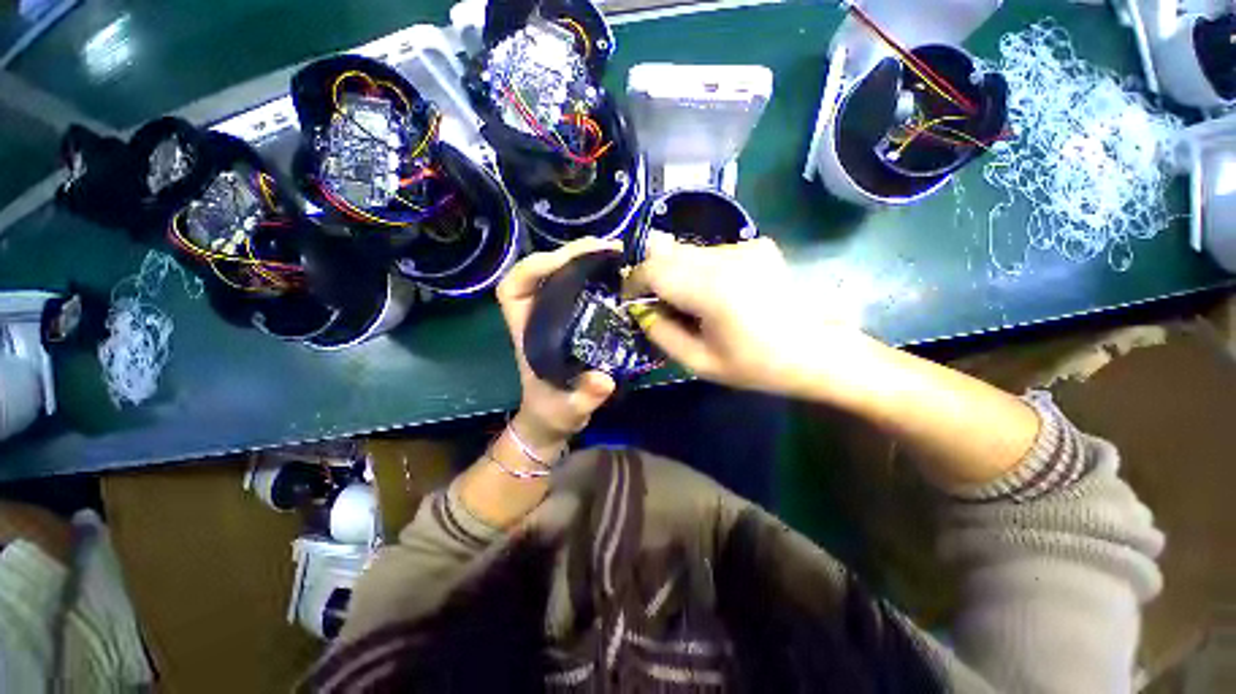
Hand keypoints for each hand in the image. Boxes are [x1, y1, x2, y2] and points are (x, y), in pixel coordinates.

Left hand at [497, 238, 618, 452]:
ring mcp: (557, 316)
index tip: (567, 262)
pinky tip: (621, 277)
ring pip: (564, 276)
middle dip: (571, 255)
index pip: (513, 287)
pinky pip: (583, 289)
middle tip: (609, 249)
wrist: (554, 419)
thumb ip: (583, 398)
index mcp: (526, 332)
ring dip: (588, 261)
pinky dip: (599, 278)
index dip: (534, 268)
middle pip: (543, 271)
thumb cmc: (553, 413)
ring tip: (618, 256)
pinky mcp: (575, 320)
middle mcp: (538, 317)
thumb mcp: (568, 411)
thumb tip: (603, 380)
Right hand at [626, 232, 872, 398]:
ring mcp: (745, 246)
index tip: (631, 302)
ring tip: (690, 304)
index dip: (633, 283)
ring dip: (676, 273)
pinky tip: (716, 294)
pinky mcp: (758, 245)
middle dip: (653, 277)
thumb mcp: (700, 363)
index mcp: (712, 288)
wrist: (822, 352)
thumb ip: (662, 333)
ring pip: (688, 251)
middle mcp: (727, 256)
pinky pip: (711, 253)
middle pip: (667, 253)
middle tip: (658, 306)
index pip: (652, 269)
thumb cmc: (760, 366)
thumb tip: (642, 310)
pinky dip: (700, 270)